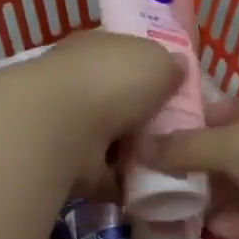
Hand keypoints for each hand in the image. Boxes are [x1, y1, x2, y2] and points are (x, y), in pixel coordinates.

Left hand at [0, 32, 184, 191]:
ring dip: (133, 154)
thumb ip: (170, 65)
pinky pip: (102, 175)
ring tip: (169, 165)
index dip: (148, 71)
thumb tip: (176, 68)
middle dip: (143, 119)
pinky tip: (148, 189)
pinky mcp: (65, 164)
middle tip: (177, 135)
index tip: (174, 92)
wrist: (60, 128)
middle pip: (118, 101)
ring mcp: (68, 125)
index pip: (123, 55)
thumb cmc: (112, 82)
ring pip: (110, 140)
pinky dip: (121, 184)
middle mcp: (77, 83)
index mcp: (95, 49)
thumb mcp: (157, 60)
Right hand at [150, 90, 238, 238]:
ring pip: (235, 192)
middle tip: (142, 179)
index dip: (186, 124)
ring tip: (156, 207)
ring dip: (204, 200)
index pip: (221, 113)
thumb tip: (138, 146)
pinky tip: (196, 228)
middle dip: (189, 167)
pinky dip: (227, 225)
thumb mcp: (232, 142)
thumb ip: (184, 147)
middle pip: (224, 155)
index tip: (146, 139)